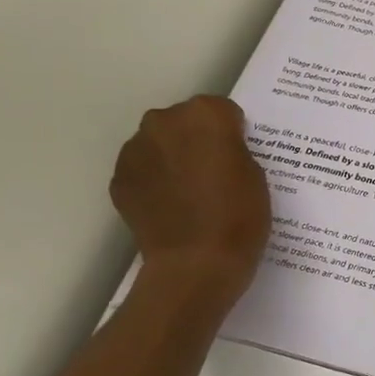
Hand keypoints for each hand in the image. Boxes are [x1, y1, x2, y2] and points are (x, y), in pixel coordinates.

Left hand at [111, 96, 268, 306]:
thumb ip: (233, 150)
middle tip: (213, 173)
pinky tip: (171, 207)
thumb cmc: (239, 216)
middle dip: (196, 140)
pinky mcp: (119, 179)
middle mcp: (164, 122)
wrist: (195, 264)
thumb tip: (216, 149)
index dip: (232, 134)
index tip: (237, 157)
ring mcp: (136, 150)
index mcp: (205, 115)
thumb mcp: (256, 174)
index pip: (222, 111)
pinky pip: (143, 170)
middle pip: (184, 121)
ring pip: (159, 144)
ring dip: (172, 158)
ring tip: (190, 194)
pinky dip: (154, 181)